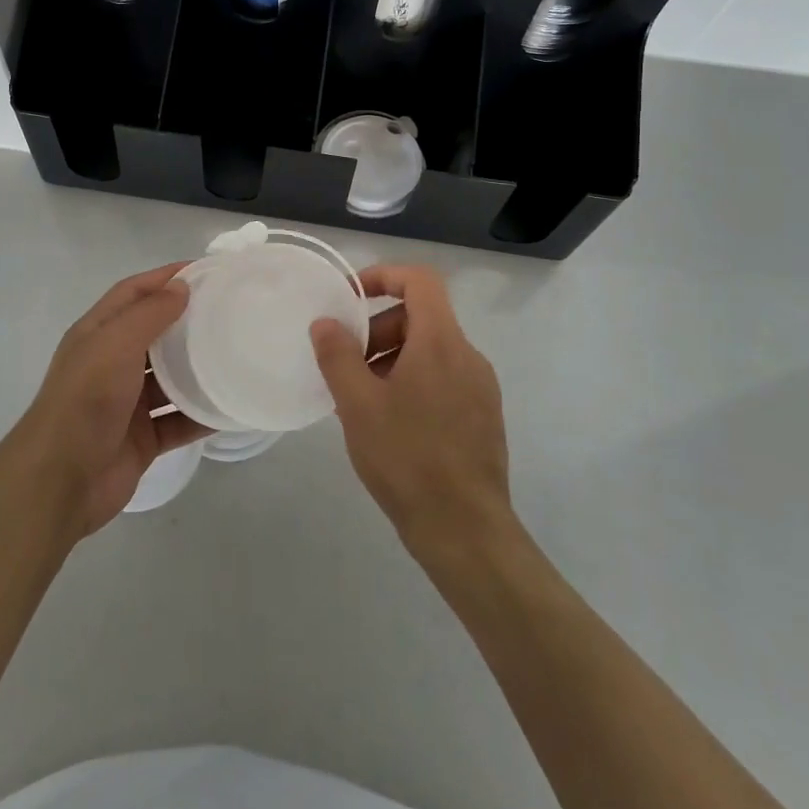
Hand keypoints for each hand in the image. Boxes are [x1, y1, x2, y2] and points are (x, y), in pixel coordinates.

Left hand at [13, 263, 209, 535]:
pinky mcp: (143, 438)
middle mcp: (111, 363)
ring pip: (169, 378)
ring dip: (197, 368)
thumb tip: (181, 287)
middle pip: (154, 333)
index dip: (164, 278)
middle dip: (186, 320)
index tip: (205, 271)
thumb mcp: (115, 344)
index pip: (133, 293)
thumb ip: (149, 313)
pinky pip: (178, 420)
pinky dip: (202, 414)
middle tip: (228, 312)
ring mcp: (127, 403)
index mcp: (97, 334)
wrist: (61, 480)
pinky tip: (231, 406)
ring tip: (236, 354)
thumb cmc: (87, 399)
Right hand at [311, 264, 511, 547]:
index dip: (383, 276)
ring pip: (430, 351)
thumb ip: (338, 355)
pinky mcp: (483, 416)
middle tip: (347, 364)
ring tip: (361, 399)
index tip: (350, 297)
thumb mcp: (358, 405)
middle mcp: (468, 356)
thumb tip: (325, 322)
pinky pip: (443, 378)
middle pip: (421, 317)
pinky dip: (412, 382)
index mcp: (441, 342)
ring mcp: (480, 388)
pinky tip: (389, 423)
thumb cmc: (407, 459)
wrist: (466, 532)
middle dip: (378, 330)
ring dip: (392, 359)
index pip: (420, 280)